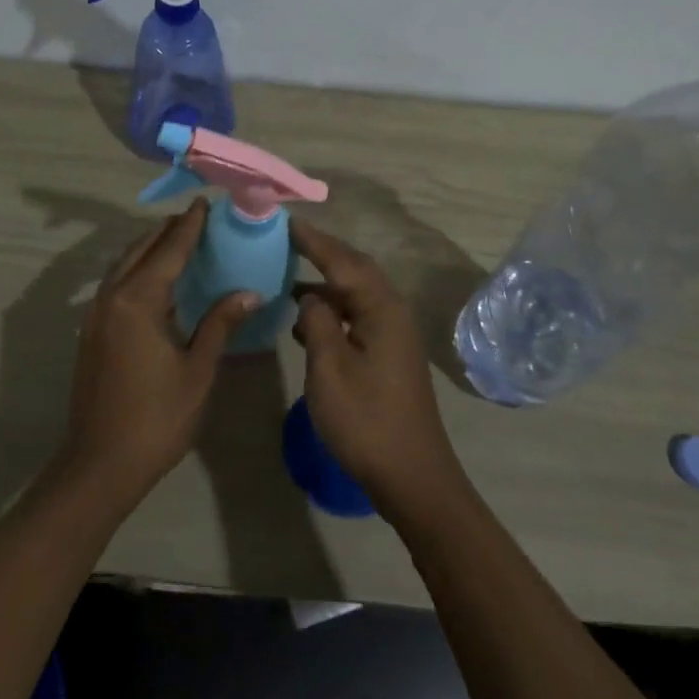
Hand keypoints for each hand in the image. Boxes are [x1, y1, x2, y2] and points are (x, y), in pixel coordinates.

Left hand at [58, 199, 259, 510]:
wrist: (100, 464)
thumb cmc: (157, 418)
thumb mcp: (197, 370)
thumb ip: (220, 323)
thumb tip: (250, 292)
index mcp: (138, 301)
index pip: (169, 250)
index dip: (189, 226)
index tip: (203, 202)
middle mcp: (112, 297)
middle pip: (141, 250)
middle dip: (167, 231)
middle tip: (194, 217)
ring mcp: (95, 314)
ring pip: (124, 265)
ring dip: (149, 248)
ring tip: (175, 240)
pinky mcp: (90, 332)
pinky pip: (115, 284)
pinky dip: (136, 269)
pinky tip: (155, 281)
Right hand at [290, 218, 465, 517]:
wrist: (412, 476)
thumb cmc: (366, 420)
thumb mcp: (329, 368)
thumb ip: (317, 321)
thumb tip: (310, 297)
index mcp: (381, 308)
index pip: (342, 260)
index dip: (313, 241)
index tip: (286, 222)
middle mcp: (392, 312)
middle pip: (354, 270)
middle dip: (322, 253)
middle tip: (287, 240)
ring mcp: (394, 334)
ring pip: (356, 294)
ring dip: (325, 283)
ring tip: (288, 276)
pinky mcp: (390, 354)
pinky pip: (358, 315)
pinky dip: (332, 310)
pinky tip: (307, 322)